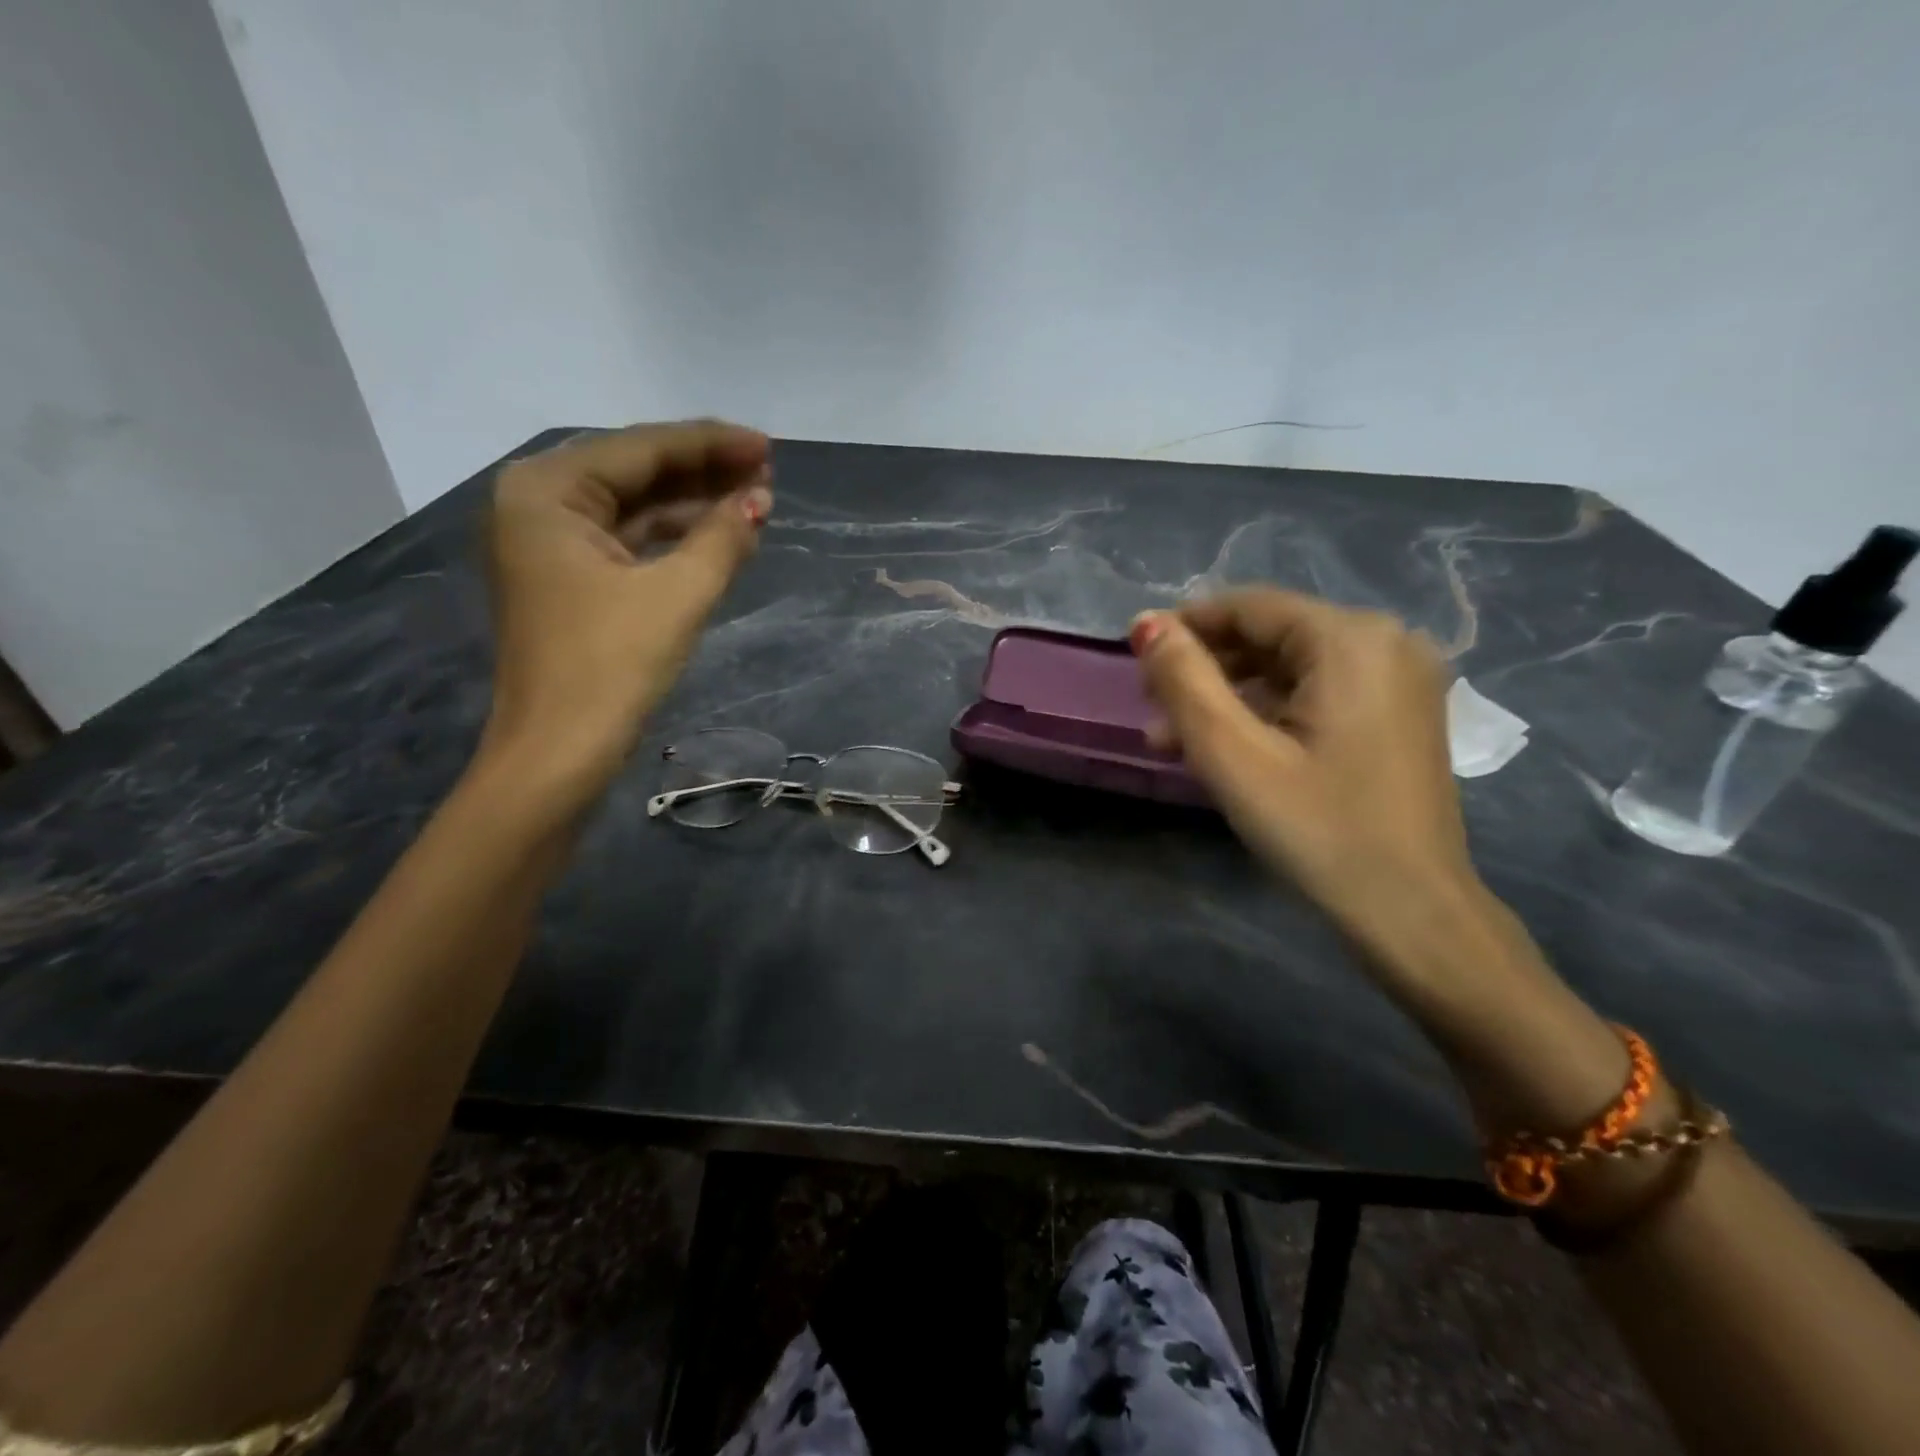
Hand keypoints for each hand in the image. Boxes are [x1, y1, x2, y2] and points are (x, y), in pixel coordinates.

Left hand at [481, 421, 771, 804]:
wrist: (558, 752)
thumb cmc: (611, 666)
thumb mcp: (677, 595)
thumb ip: (722, 538)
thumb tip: (758, 501)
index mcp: (547, 491)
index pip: (641, 448)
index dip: (710, 445)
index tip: (767, 446)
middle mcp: (538, 504)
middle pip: (634, 472)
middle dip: (703, 471)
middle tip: (767, 471)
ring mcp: (549, 544)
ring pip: (633, 506)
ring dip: (692, 504)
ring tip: (754, 500)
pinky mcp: (567, 580)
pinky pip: (628, 540)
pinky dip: (673, 538)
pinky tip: (718, 536)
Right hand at [1132, 590, 1475, 956]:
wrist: (1411, 913)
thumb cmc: (1317, 829)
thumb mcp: (1233, 753)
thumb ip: (1184, 680)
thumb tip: (1146, 622)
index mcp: (1351, 639)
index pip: (1248, 607)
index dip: (1185, 626)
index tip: (1135, 658)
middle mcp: (1387, 642)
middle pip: (1270, 636)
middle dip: (1204, 670)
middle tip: (1152, 711)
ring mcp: (1399, 680)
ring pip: (1290, 669)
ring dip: (1229, 698)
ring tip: (1173, 741)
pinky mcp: (1398, 716)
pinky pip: (1317, 694)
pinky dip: (1268, 714)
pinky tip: (1228, 749)